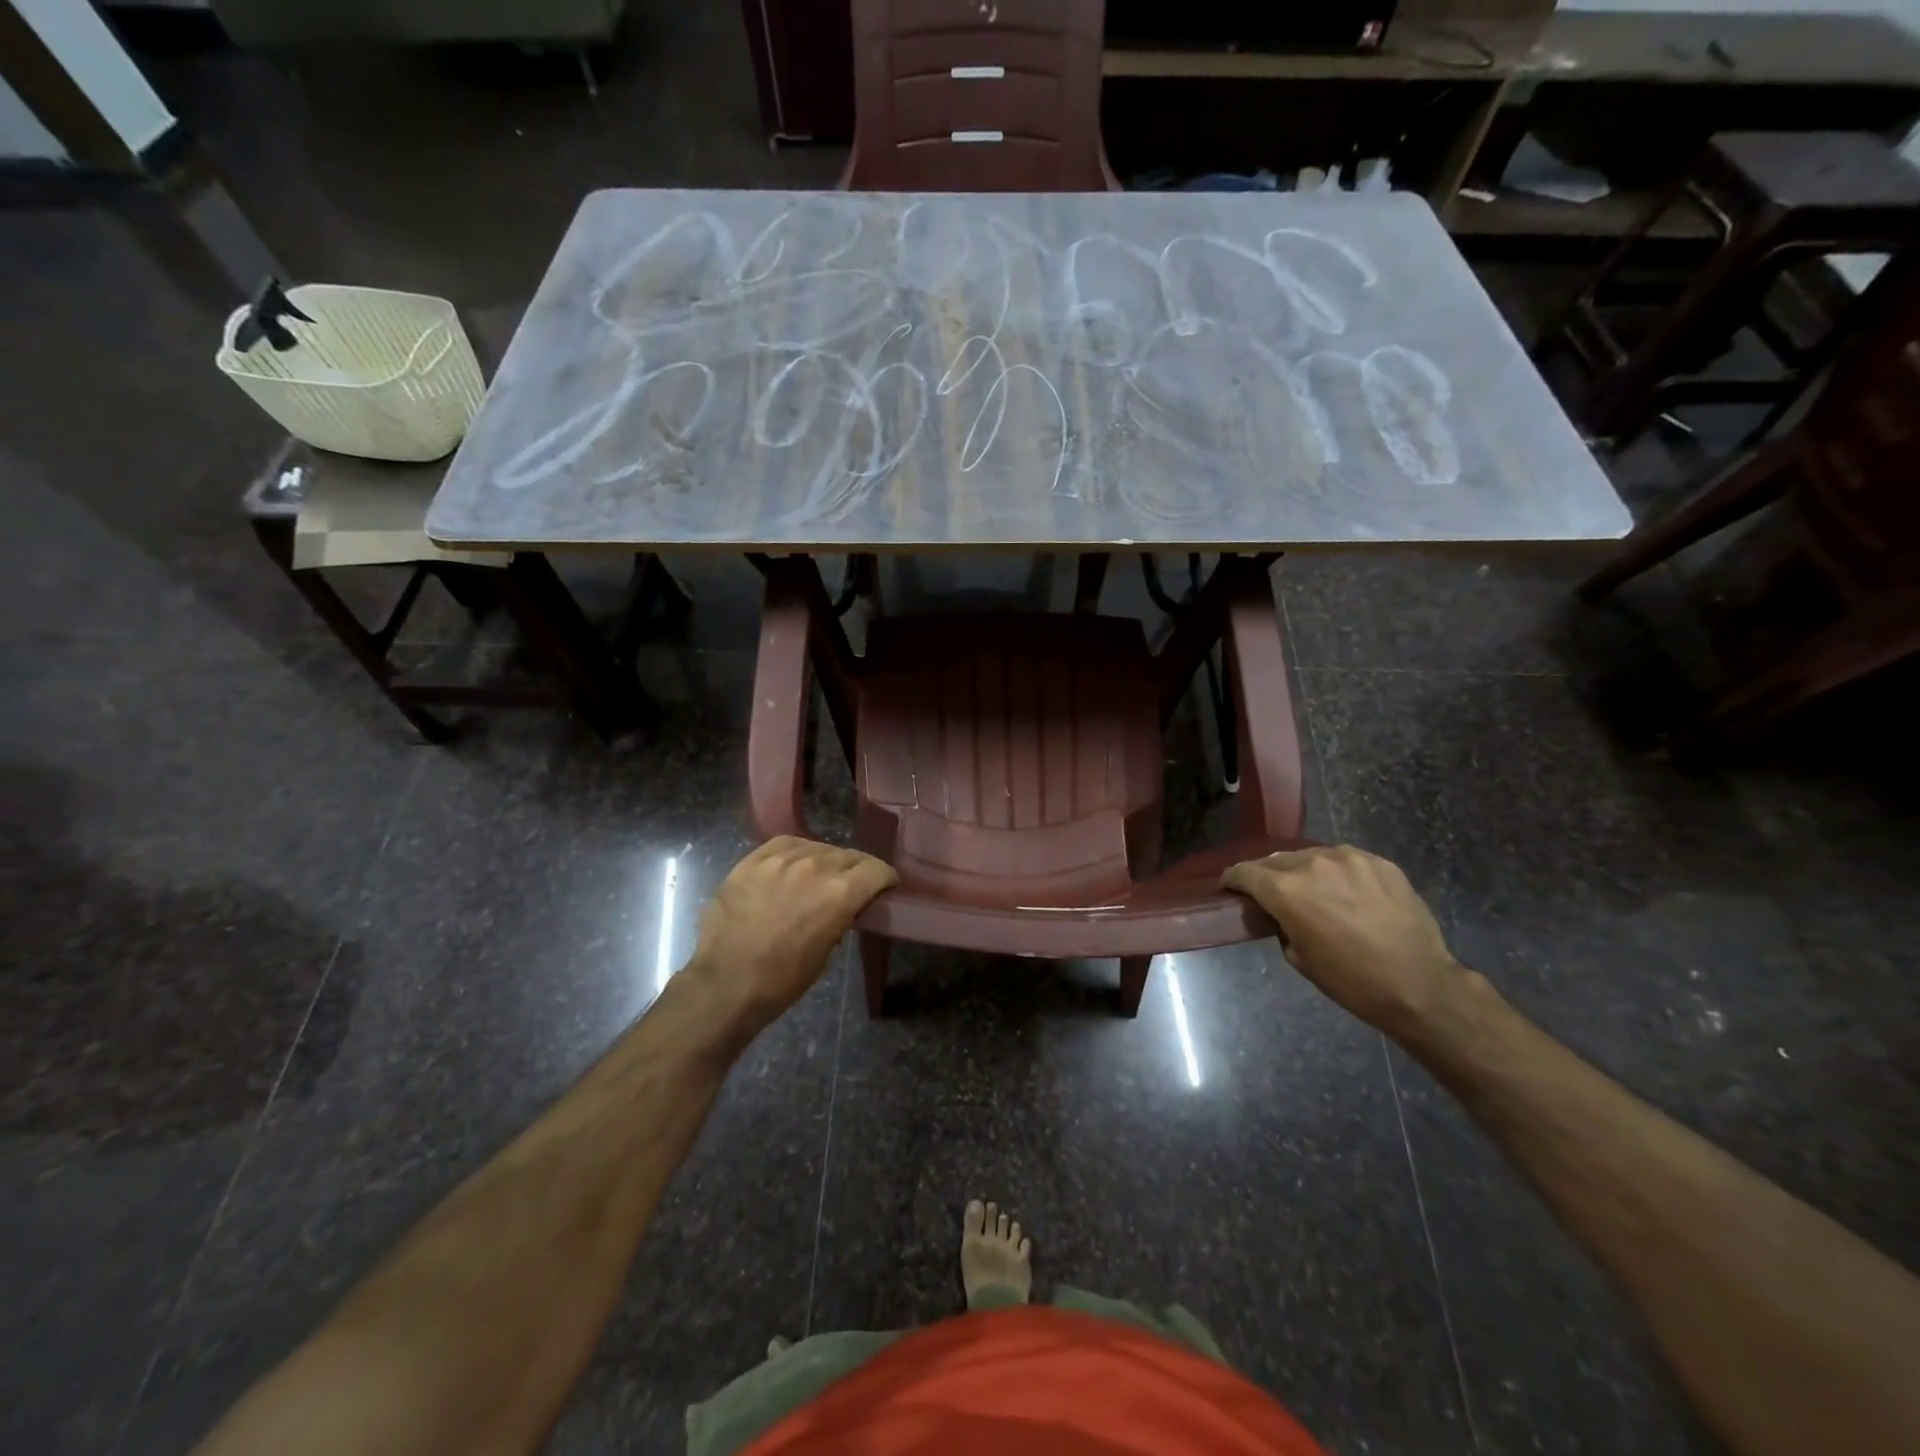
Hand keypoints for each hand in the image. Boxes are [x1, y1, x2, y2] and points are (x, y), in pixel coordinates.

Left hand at [687, 837, 896, 1031]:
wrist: (726, 982)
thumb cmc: (782, 979)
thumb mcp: (827, 951)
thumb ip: (842, 916)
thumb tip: (844, 906)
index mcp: (839, 892)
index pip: (876, 869)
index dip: (885, 879)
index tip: (884, 889)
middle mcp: (815, 865)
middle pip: (849, 855)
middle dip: (857, 871)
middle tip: (853, 887)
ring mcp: (780, 859)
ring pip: (818, 847)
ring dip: (826, 861)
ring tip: (819, 877)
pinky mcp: (753, 859)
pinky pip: (786, 844)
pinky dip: (797, 853)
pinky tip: (794, 866)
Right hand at [1222, 845, 1463, 1035]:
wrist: (1419, 984)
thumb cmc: (1351, 981)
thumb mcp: (1299, 958)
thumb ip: (1282, 924)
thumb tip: (1283, 913)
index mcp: (1286, 890)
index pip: (1245, 872)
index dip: (1233, 879)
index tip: (1230, 886)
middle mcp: (1312, 864)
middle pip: (1276, 860)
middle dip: (1267, 874)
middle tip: (1270, 891)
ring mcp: (1349, 859)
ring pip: (1312, 856)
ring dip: (1304, 871)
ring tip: (1312, 889)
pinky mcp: (1379, 862)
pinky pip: (1346, 860)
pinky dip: (1338, 872)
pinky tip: (1346, 891)